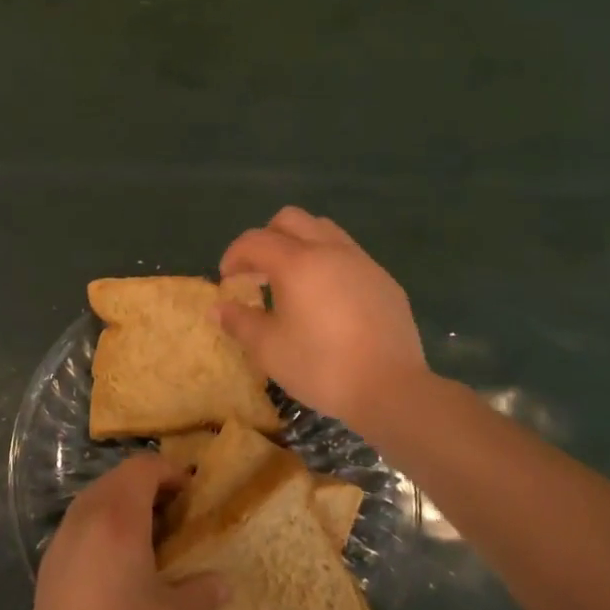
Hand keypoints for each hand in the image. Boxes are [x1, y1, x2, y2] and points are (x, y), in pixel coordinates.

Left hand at [16, 456, 225, 609]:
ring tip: (153, 540)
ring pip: (96, 499)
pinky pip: (81, 523)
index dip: (170, 472)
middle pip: (117, 478)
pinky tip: (120, 565)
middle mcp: (85, 517)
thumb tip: (222, 582)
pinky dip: (104, 525)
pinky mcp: (49, 564)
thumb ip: (201, 594)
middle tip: (178, 516)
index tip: (193, 495)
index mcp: (117, 520)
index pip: (142, 468)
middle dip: (149, 486)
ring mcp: (61, 539)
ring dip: (125, 505)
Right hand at [217, 206, 430, 427]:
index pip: (254, 241)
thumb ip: (239, 322)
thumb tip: (217, 308)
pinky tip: (327, 298)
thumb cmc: (321, 366)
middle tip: (257, 271)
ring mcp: (361, 262)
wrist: (392, 389)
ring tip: (292, 278)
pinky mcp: (384, 280)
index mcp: (296, 263)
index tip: (227, 280)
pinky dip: (328, 262)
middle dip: (266, 238)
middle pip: (290, 220)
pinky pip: (348, 254)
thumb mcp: (269, 349)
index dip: (234, 256)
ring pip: (323, 229)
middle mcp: (329, 250)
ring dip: (300, 243)